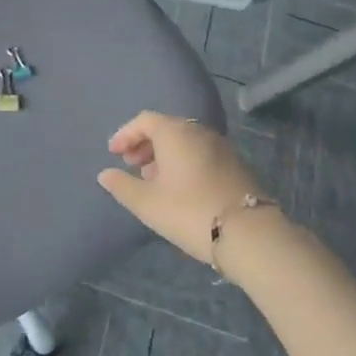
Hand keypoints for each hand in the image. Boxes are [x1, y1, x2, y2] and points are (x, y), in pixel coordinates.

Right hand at [96, 111, 283, 263]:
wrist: (249, 234)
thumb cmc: (189, 211)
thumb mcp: (147, 202)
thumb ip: (122, 186)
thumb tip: (105, 174)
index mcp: (175, 132)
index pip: (144, 120)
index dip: (125, 135)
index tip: (114, 154)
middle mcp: (199, 132)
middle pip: (165, 128)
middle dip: (144, 144)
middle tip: (131, 166)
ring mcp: (221, 147)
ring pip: (184, 142)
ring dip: (164, 155)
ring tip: (152, 180)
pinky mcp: (235, 165)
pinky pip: (200, 154)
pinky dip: (183, 163)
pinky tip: (178, 189)